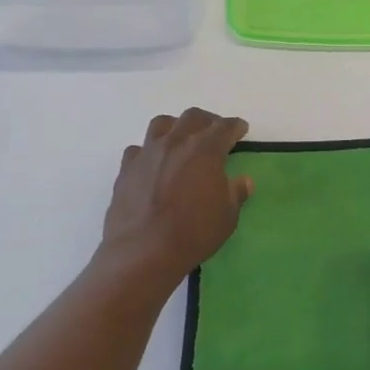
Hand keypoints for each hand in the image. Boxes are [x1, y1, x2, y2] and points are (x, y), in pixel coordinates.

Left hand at [101, 110, 252, 280]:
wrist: (143, 251)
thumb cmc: (194, 233)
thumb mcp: (227, 216)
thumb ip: (236, 193)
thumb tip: (243, 181)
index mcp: (205, 150)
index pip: (225, 127)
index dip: (235, 127)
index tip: (241, 129)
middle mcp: (176, 142)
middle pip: (193, 117)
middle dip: (208, 121)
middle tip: (214, 133)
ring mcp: (147, 153)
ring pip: (162, 124)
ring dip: (176, 127)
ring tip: (181, 141)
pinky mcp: (126, 169)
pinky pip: (138, 149)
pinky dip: (149, 152)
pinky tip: (153, 165)